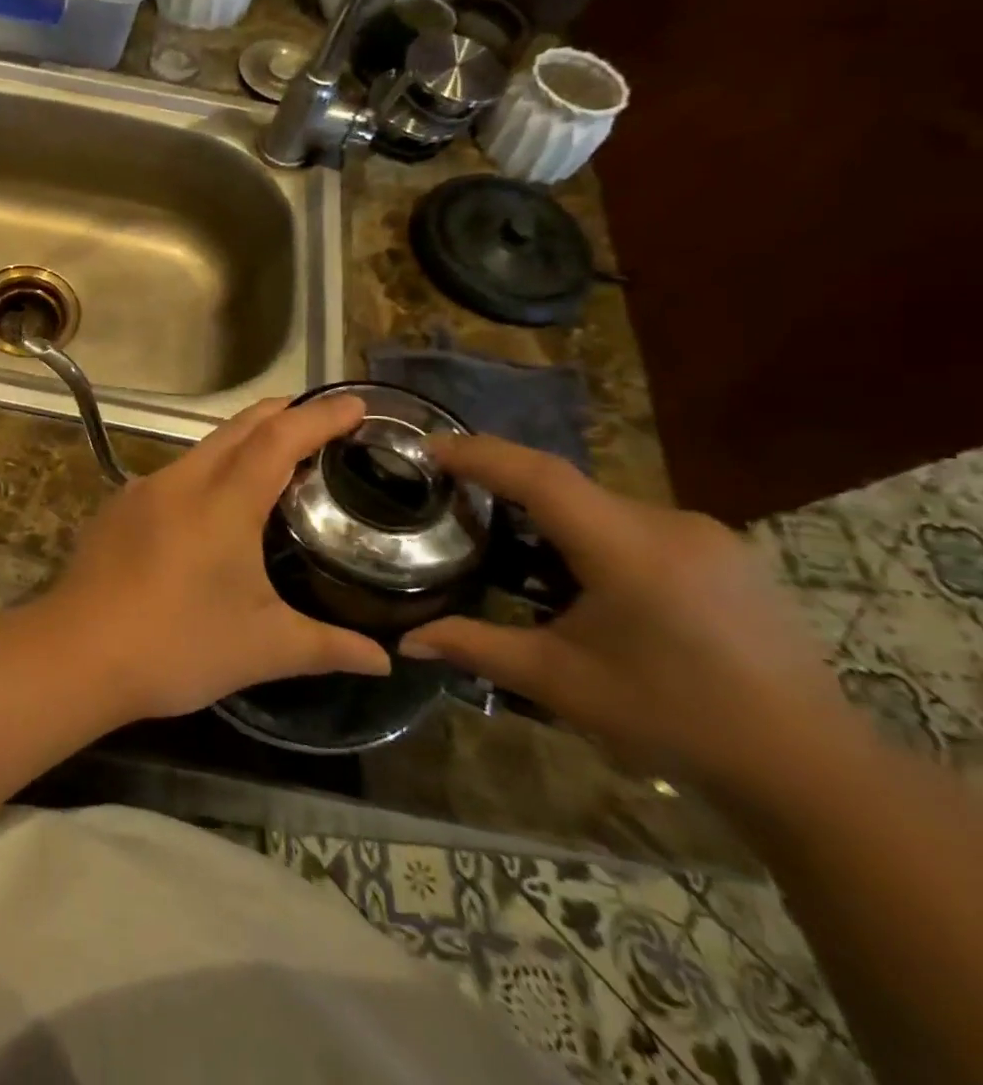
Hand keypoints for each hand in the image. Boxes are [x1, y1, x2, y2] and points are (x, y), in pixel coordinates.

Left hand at [39, 394, 390, 721]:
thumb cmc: (177, 646)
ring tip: (275, 462)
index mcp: (223, 501)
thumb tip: (385, 658)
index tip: (356, 404)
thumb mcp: (263, 648)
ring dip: (241, 443)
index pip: (279, 439)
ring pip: (201, 449)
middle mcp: (181, 481)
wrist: (77, 653)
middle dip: (282, 414)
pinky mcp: (117, 509)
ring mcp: (142, 491)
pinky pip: (173, 475)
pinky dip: (207, 473)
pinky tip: (213, 507)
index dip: (320, 416)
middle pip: (238, 428)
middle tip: (322, 420)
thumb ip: (328, 646)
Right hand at [398, 435, 853, 793]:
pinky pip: (637, 523)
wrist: (812, 768)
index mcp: (628, 550)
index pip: (540, 477)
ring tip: (516, 549)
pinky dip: (593, 533)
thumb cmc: (674, 720)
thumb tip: (404, 641)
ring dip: (553, 516)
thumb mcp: (559, 682)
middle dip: (508, 488)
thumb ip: (476, 647)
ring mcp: (708, 536)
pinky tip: (585, 577)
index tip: (429, 447)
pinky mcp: (727, 553)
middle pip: (568, 487)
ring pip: (602, 505)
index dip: (480, 454)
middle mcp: (670, 525)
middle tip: (458, 503)